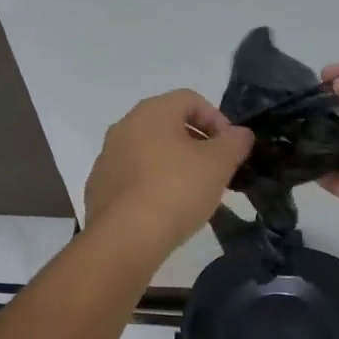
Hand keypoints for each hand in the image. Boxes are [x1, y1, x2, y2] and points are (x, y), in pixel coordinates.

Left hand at [84, 90, 253, 257]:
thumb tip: (240, 133)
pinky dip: (152, 184)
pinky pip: (133, 176)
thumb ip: (234, 142)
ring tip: (193, 193)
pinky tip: (166, 209)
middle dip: (196, 143)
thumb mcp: (218, 164)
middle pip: (168, 124)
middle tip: (215, 170)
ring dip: (174, 164)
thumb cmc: (176, 190)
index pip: (190, 100)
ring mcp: (107, 157)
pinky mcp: (99, 187)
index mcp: (151, 112)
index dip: (217, 119)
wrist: (125, 238)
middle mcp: (124, 126)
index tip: (230, 148)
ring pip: (150, 151)